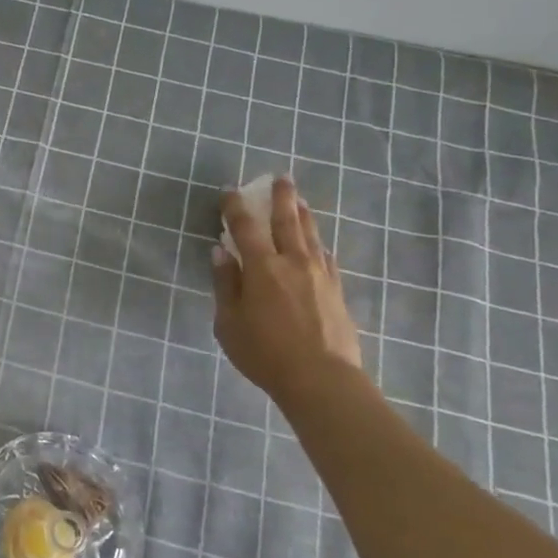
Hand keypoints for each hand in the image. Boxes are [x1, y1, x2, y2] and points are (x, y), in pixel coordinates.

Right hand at [212, 178, 363, 406]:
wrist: (322, 379)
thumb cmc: (265, 353)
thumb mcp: (229, 323)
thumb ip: (226, 285)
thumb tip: (221, 252)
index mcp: (262, 268)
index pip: (245, 227)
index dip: (235, 206)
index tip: (229, 189)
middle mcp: (293, 262)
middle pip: (287, 220)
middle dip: (280, 197)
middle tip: (280, 177)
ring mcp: (319, 274)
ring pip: (311, 234)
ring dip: (302, 213)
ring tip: (298, 200)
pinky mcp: (337, 290)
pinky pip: (326, 256)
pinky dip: (318, 243)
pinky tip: (318, 243)